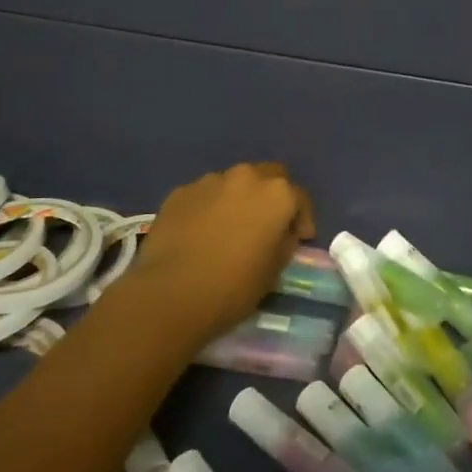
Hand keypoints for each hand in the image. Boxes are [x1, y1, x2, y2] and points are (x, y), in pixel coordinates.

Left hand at [112, 162, 314, 348]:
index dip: (301, 218)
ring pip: (233, 183)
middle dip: (271, 197)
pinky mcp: (179, 192)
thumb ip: (284, 241)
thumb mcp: (275, 270)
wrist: (170, 294)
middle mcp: (245, 177)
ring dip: (238, 200)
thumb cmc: (233, 287)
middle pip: (268, 176)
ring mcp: (209, 181)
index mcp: (276, 194)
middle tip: (266, 225)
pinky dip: (208, 208)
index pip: (299, 197)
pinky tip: (201, 233)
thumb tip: (281, 232)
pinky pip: (204, 195)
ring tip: (229, 228)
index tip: (299, 238)